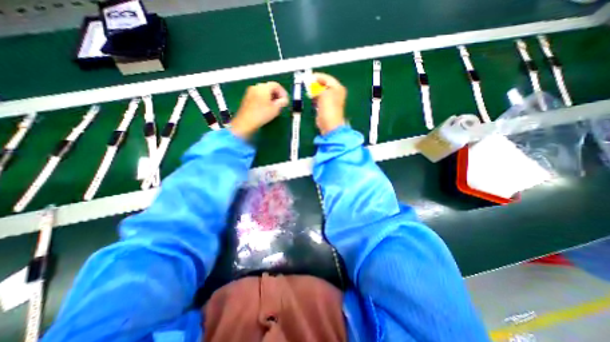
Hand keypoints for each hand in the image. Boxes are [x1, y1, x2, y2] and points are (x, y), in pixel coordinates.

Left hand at [230, 81, 288, 138]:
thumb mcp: (276, 109)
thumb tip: (285, 100)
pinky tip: (265, 109)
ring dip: (270, 98)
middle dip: (276, 95)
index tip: (285, 100)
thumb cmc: (261, 115)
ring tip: (273, 107)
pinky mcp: (247, 98)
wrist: (246, 122)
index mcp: (263, 87)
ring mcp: (250, 92)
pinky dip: (263, 100)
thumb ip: (283, 102)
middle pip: (269, 87)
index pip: (276, 85)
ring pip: (263, 92)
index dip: (283, 92)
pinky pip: (258, 96)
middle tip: (280, 104)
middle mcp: (256, 87)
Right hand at [311, 72, 345, 133]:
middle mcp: (335, 94)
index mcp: (338, 88)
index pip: (327, 78)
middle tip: (307, 84)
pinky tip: (311, 98)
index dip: (317, 77)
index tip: (308, 77)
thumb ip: (317, 87)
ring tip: (308, 91)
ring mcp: (330, 102)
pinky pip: (318, 100)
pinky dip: (314, 98)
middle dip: (315, 84)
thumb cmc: (328, 109)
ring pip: (320, 92)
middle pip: (323, 85)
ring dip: (314, 91)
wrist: (329, 125)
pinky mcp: (325, 108)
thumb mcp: (323, 94)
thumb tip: (311, 83)